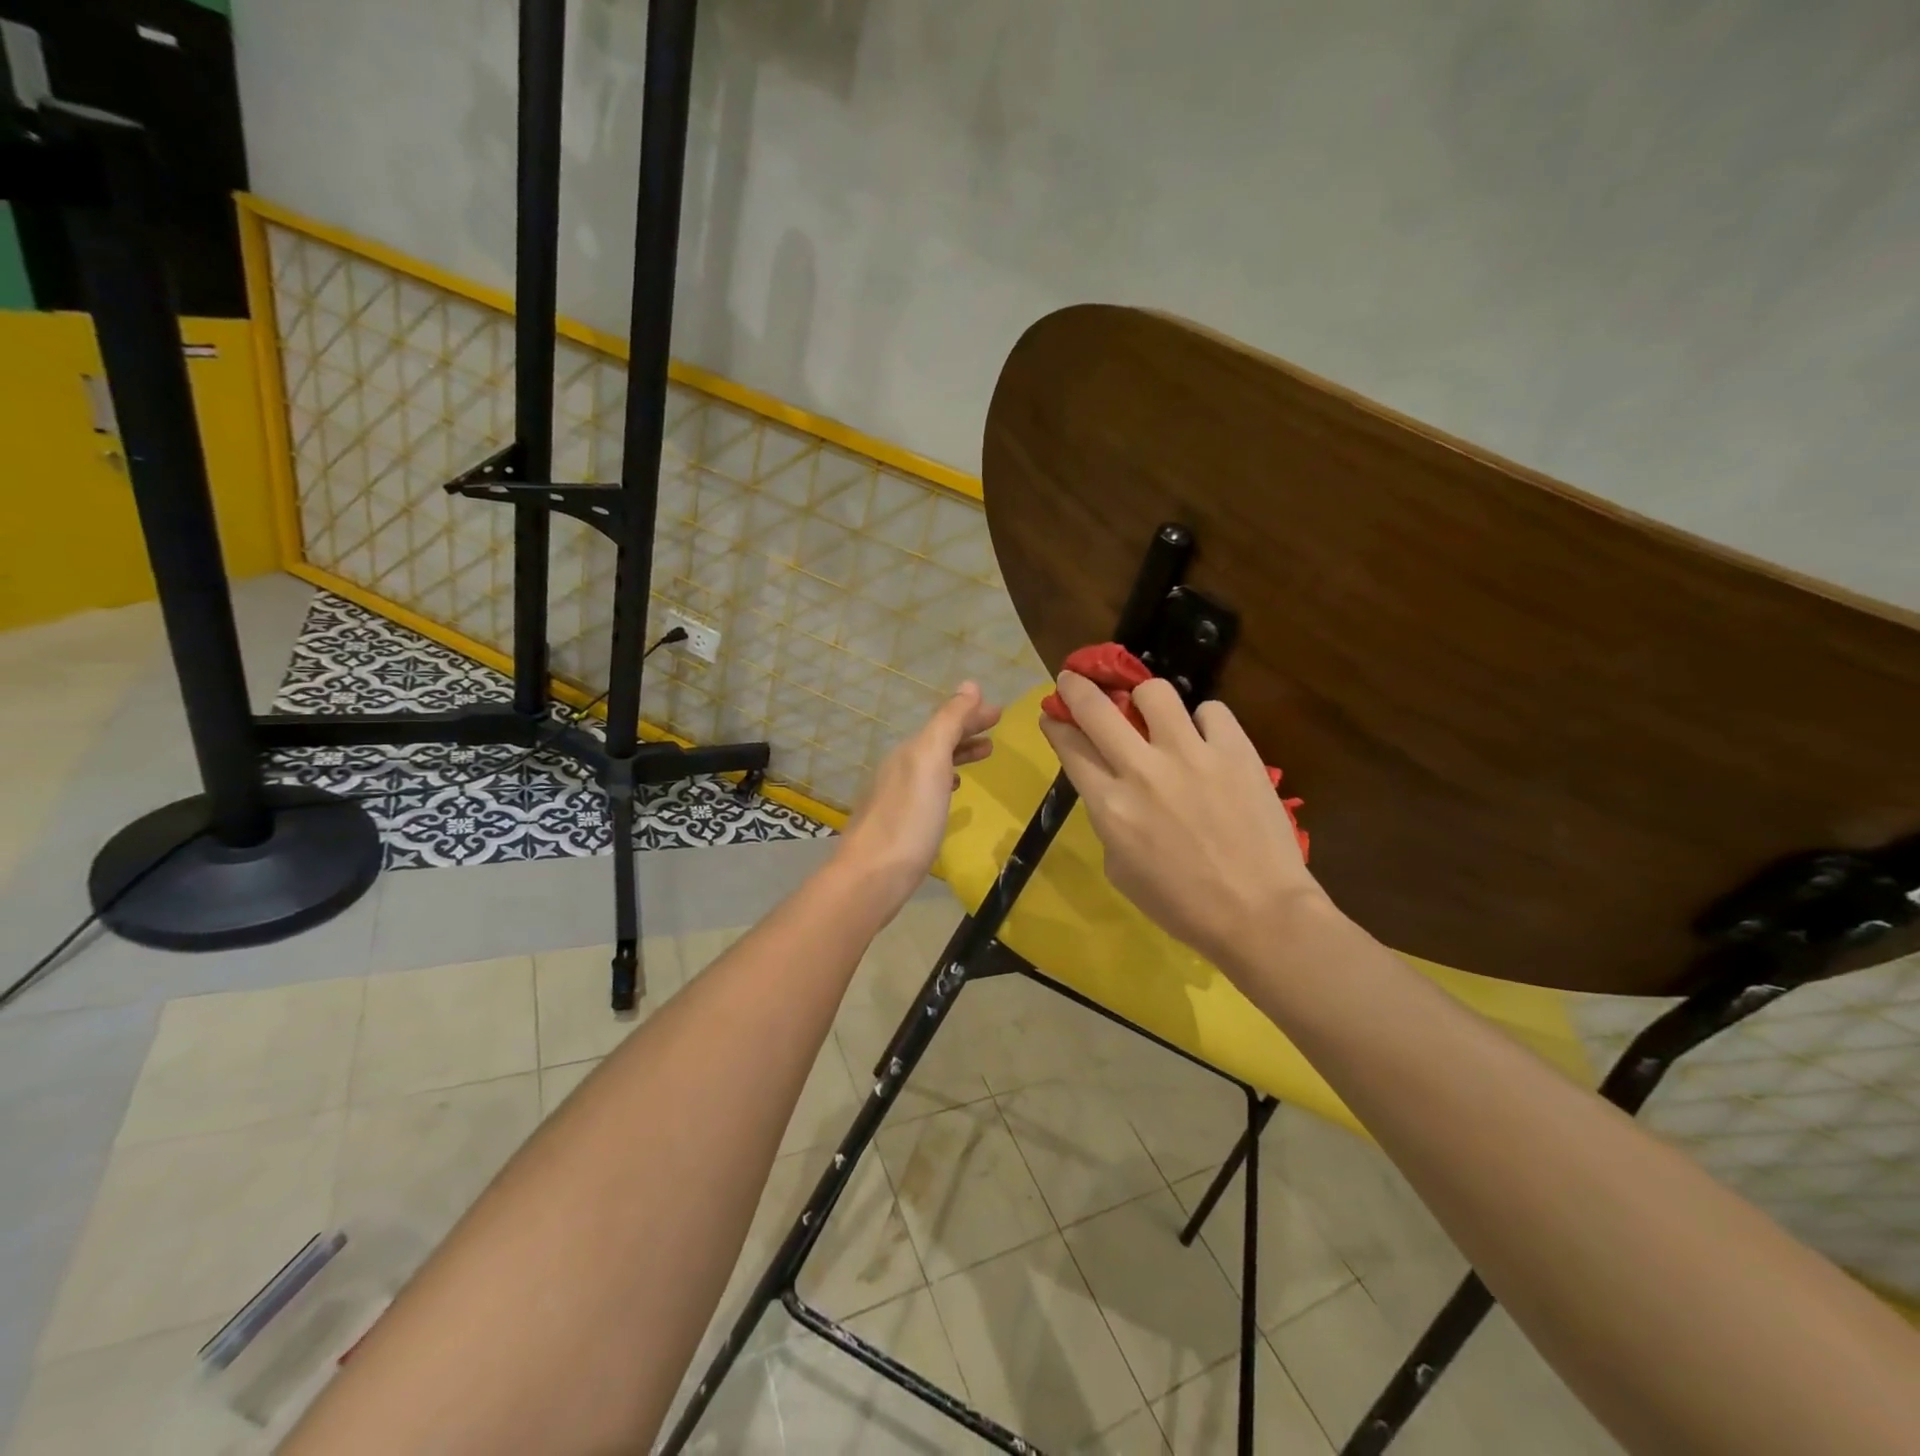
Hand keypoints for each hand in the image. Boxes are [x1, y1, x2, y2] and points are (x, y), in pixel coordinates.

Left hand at [836, 682, 1000, 911]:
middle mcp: (899, 768)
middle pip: (937, 741)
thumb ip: (949, 722)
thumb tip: (970, 685)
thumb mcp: (931, 762)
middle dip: (966, 731)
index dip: (971, 714)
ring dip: (957, 755)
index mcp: (909, 751)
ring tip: (983, 756)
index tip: (1000, 712)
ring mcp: (895, 797)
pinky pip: (926, 789)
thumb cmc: (908, 819)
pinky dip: (944, 781)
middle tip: (995, 732)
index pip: (945, 721)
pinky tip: (952, 795)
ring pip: (932, 764)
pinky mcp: (896, 823)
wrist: (871, 877)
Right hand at [1038, 671, 1321, 974]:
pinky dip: (1203, 721)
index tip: (1051, 714)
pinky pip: (1211, 710)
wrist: (1260, 914)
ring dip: (1143, 697)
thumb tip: (1114, 790)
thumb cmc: (1183, 906)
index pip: (1070, 747)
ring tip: (1150, 710)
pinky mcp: (1235, 750)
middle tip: (1074, 679)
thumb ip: (1109, 821)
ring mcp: (1191, 755)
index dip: (1055, 725)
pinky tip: (1205, 740)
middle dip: (1076, 687)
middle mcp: (1143, 771)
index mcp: (1110, 807)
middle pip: (1096, 708)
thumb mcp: (1121, 871)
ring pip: (1154, 692)